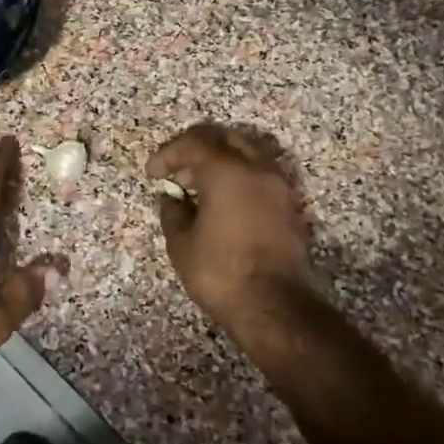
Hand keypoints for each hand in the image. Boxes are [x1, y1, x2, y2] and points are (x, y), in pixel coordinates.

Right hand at [146, 123, 312, 331]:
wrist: (274, 306)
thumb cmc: (220, 272)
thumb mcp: (181, 243)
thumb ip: (173, 212)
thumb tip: (172, 199)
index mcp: (227, 171)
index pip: (193, 143)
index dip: (168, 154)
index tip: (153, 174)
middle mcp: (257, 169)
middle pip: (225, 138)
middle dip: (197, 148)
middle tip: (178, 171)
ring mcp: (279, 186)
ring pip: (248, 153)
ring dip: (221, 161)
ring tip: (200, 187)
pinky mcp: (290, 206)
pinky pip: (261, 175)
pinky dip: (240, 177)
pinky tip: (224, 203)